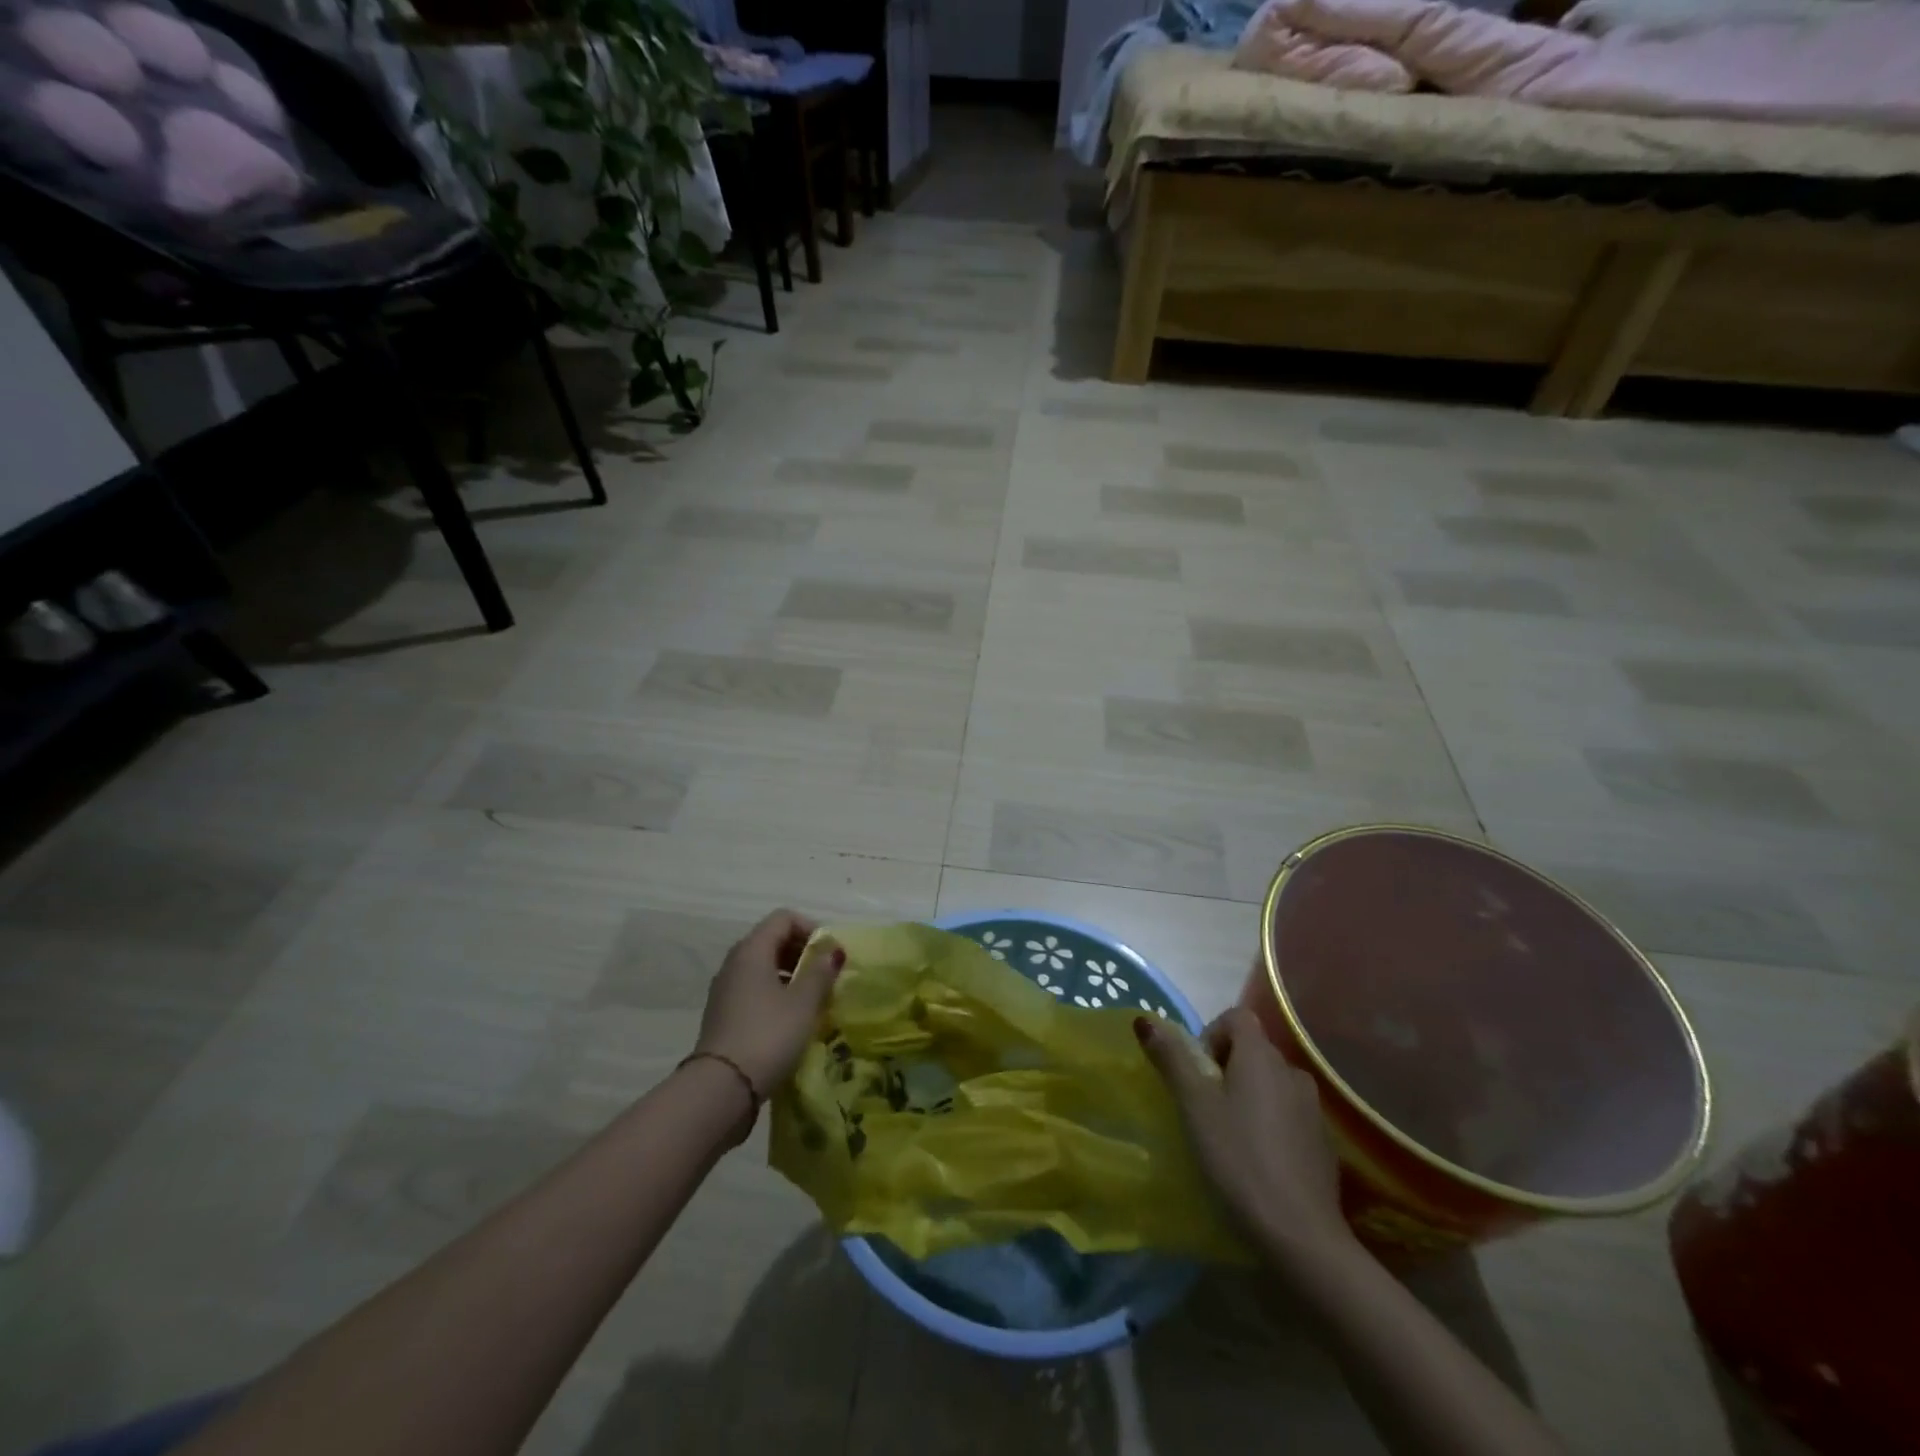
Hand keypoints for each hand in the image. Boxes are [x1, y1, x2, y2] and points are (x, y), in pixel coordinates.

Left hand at [694, 909, 843, 1100]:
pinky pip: (754, 990)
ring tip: (813, 999)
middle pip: (772, 940)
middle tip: (826, 976)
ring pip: (763, 967)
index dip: (810, 928)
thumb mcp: (803, 1003)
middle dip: (802, 952)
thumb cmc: (768, 1035)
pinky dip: (775, 993)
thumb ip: (820, 972)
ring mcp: (725, 990)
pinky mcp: (724, 1015)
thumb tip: (832, 950)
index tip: (830, 953)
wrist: (720, 1089)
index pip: (783, 918)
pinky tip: (792, 1019)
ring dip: (790, 975)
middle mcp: (734, 963)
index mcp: (752, 950)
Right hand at [1136, 1004, 1355, 1268]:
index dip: (1211, 1034)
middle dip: (1226, 1069)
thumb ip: (1171, 1059)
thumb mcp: (1194, 1106)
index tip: (1196, 1073)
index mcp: (1262, 1056)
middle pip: (1253, 1051)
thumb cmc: (1238, 1158)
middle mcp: (1293, 1072)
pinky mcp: (1324, 1144)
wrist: (1300, 1235)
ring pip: (1272, 1085)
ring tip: (1230, 1137)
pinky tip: (1258, 1162)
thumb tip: (1145, 1019)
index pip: (1236, 1017)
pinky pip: (1289, 1116)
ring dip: (1249, 1098)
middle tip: (1204, 1109)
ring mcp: (1314, 1110)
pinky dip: (1271, 1125)